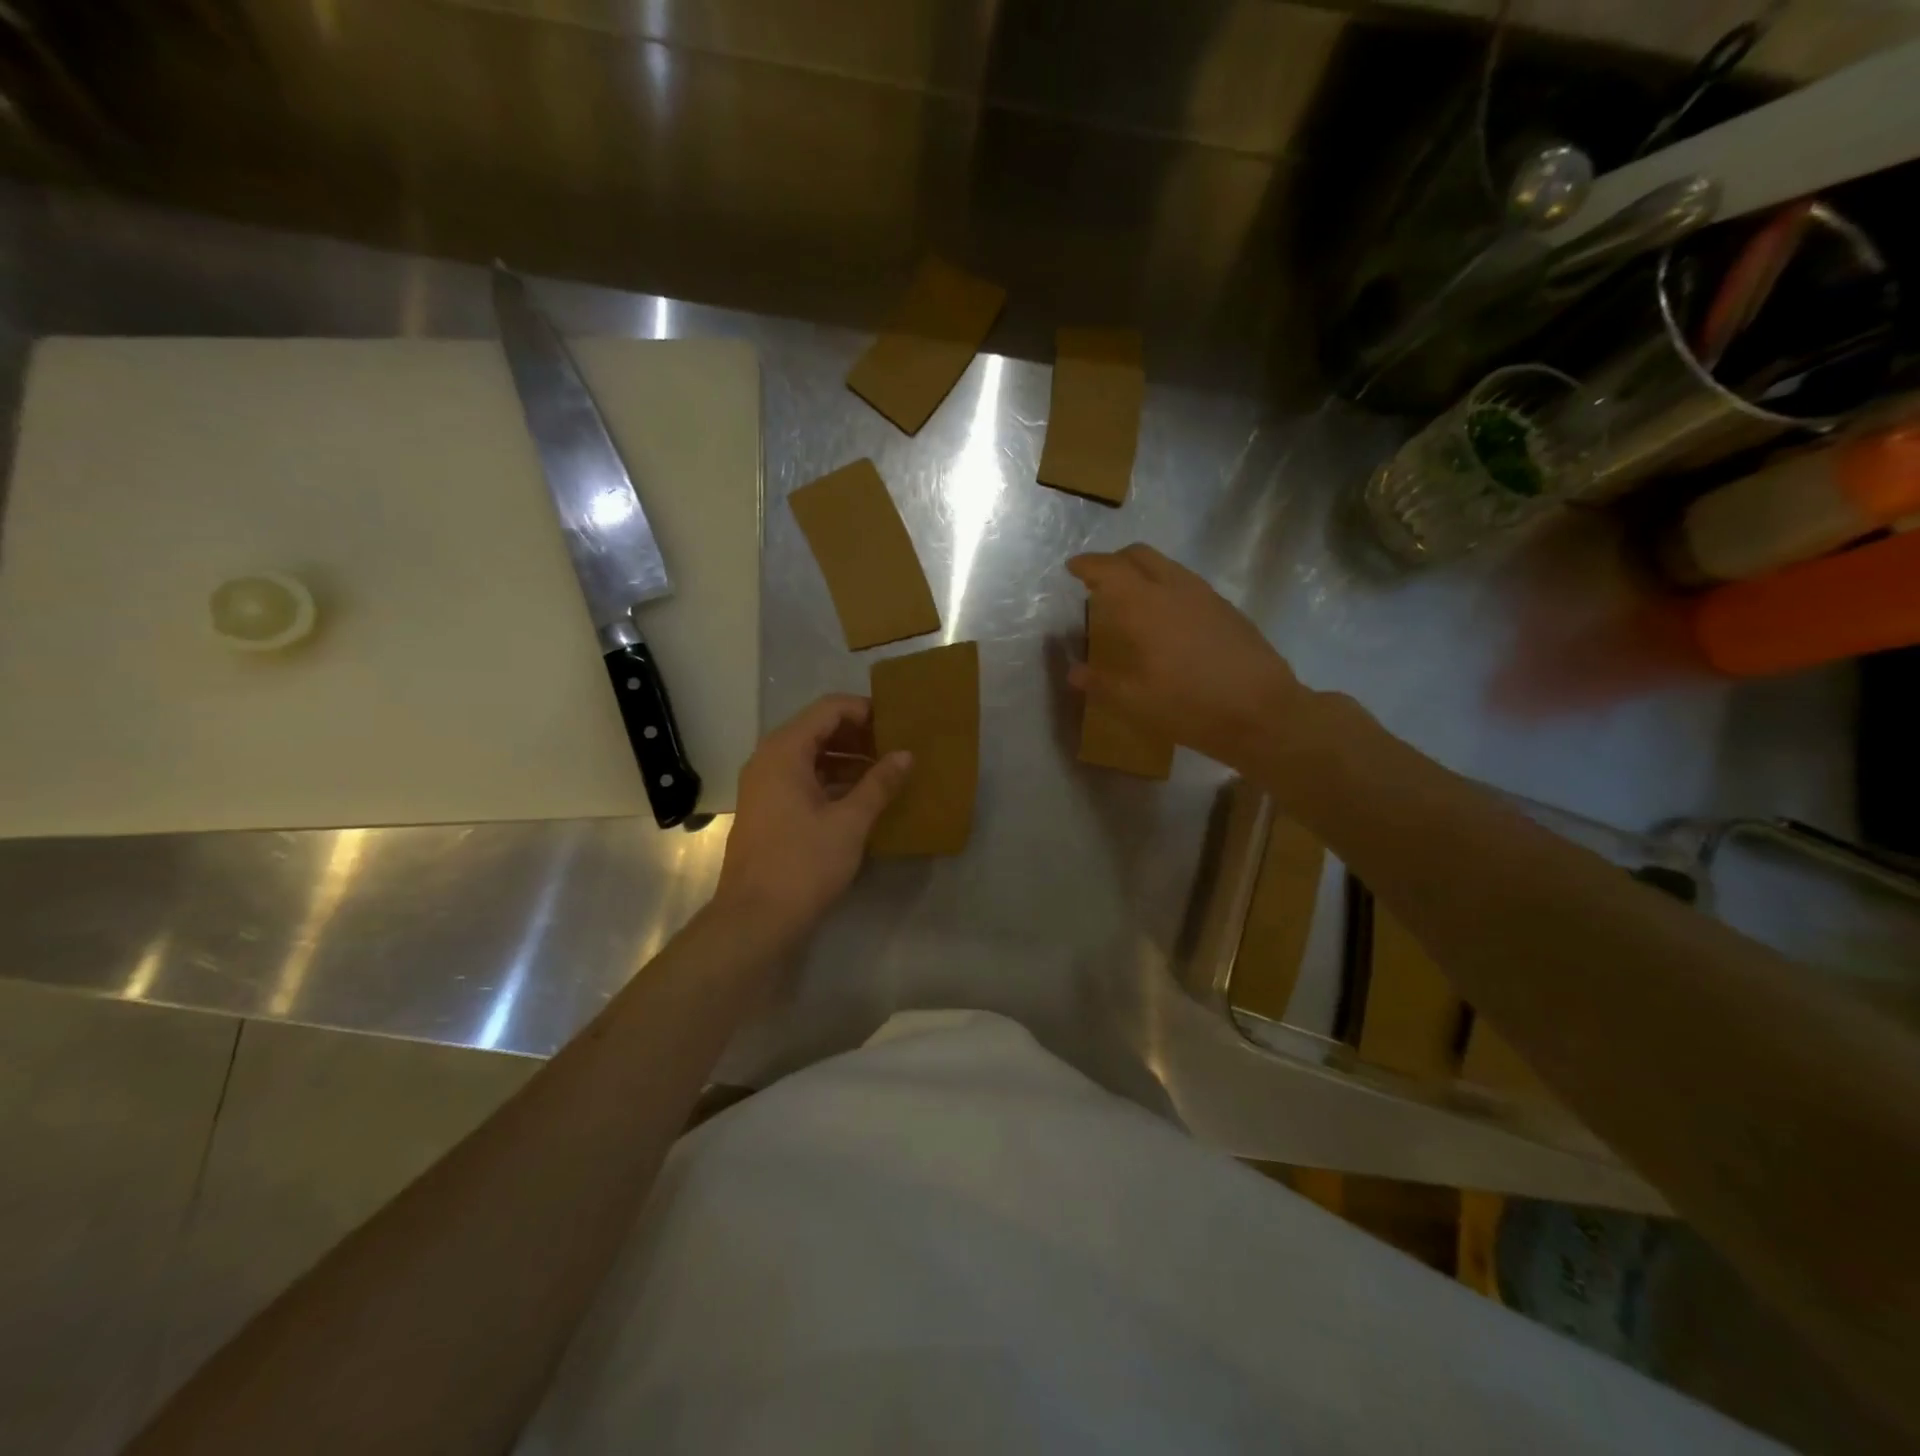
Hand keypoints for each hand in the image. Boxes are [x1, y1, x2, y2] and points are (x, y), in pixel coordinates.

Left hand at [714, 694, 911, 944]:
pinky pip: (805, 780)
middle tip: (898, 747)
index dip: (865, 710)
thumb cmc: (803, 864)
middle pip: (819, 730)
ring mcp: (766, 786)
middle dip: (860, 735)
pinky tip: (864, 798)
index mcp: (784, 751)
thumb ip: (879, 783)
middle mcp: (769, 760)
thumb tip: (906, 755)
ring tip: (888, 772)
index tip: (899, 722)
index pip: (829, 709)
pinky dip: (834, 782)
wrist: (755, 920)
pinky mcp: (769, 811)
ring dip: (849, 760)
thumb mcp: (850, 822)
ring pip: (813, 757)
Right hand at [1067, 544, 1309, 770]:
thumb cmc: (1190, 706)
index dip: (1088, 565)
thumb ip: (1100, 682)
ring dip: (1143, 572)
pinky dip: (1166, 587)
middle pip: (1140, 555)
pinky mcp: (1227, 610)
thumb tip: (1074, 672)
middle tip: (1099, 580)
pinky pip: (1187, 584)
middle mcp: (1176, 590)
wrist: (1263, 714)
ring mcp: (1206, 597)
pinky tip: (1167, 620)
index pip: (1110, 570)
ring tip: (1132, 599)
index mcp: (1146, 606)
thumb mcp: (1134, 702)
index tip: (1072, 567)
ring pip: (1167, 566)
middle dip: (1115, 561)